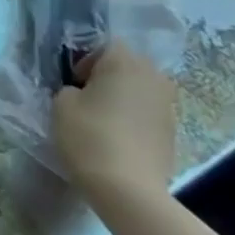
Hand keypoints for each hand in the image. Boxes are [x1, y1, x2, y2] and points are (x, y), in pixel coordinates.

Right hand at [51, 41, 178, 206]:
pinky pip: (148, 112)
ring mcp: (167, 104)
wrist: (128, 188)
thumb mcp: (61, 105)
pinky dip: (134, 118)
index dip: (85, 60)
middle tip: (86, 98)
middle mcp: (152, 76)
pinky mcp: (173, 130)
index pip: (104, 46)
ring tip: (103, 120)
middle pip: (127, 65)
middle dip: (108, 76)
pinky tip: (119, 138)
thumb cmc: (89, 137)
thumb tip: (82, 93)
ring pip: (140, 89)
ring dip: (123, 97)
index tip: (73, 83)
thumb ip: (70, 89)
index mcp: (124, 62)